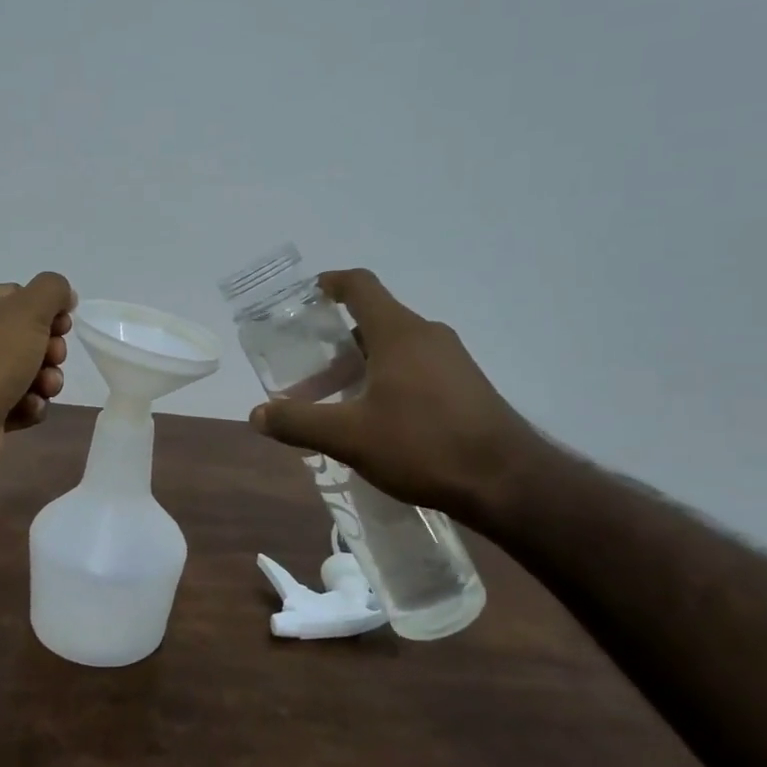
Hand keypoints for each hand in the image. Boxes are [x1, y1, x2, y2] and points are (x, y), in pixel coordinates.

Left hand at [0, 272, 75, 478]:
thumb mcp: (27, 309)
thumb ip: (52, 290)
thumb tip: (64, 295)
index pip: (18, 296)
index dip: (47, 311)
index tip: (62, 326)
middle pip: (27, 337)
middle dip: (49, 350)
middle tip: (52, 358)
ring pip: (27, 372)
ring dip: (45, 380)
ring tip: (44, 388)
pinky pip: (19, 403)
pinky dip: (29, 405)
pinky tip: (28, 408)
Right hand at [249, 269, 540, 523]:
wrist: (508, 482)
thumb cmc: (423, 445)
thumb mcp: (349, 437)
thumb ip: (299, 422)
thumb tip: (257, 414)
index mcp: (398, 332)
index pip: (360, 285)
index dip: (330, 284)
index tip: (307, 297)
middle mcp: (427, 335)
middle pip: (374, 320)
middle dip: (337, 342)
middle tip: (309, 371)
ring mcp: (452, 360)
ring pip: (396, 347)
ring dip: (362, 364)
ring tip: (338, 400)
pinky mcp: (466, 386)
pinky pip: (417, 368)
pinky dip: (388, 379)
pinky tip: (377, 420)